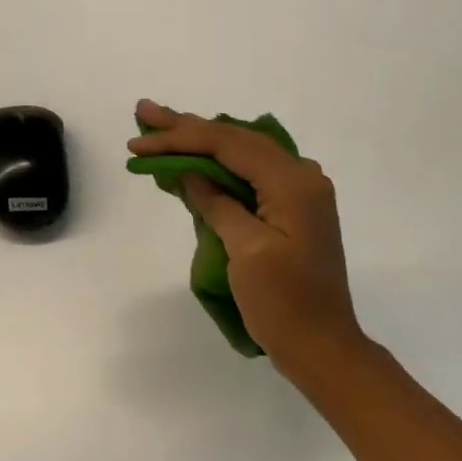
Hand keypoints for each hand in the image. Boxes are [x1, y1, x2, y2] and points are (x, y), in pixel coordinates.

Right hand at [128, 100, 368, 383]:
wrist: (321, 347)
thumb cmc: (284, 303)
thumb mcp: (246, 251)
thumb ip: (217, 204)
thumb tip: (190, 173)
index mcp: (293, 183)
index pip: (229, 145)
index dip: (181, 138)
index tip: (139, 141)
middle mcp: (301, 177)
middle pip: (236, 141)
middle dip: (187, 129)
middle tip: (144, 113)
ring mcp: (298, 194)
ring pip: (242, 156)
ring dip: (200, 143)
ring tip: (159, 129)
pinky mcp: (290, 212)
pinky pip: (249, 177)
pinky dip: (217, 168)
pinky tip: (192, 161)